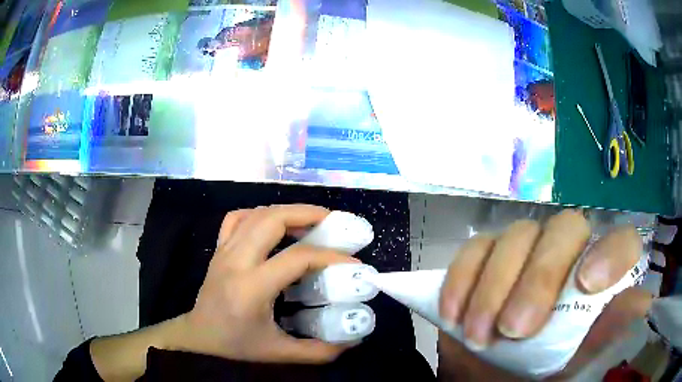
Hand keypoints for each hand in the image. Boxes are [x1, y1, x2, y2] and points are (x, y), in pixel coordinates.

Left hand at [178, 204, 358, 362]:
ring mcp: (224, 251)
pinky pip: (237, 219)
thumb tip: (353, 342)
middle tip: (332, 221)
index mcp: (252, 288)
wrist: (199, 336)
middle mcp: (236, 261)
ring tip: (310, 220)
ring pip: (255, 214)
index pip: (295, 258)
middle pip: (272, 220)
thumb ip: (318, 351)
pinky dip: (258, 214)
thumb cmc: (236, 345)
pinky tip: (272, 224)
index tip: (352, 261)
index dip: (329, 256)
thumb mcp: (279, 353)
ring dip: (286, 211)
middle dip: (306, 214)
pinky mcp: (218, 249)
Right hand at [437, 210, 652, 378]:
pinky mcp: (487, 258)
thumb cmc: (539, 375)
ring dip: (494, 287)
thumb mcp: (575, 365)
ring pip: (517, 236)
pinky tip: (455, 315)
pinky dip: (462, 279)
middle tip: (514, 329)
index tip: (586, 286)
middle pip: (565, 229)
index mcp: (598, 280)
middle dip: (540, 277)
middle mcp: (568, 256)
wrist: (490, 378)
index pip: (621, 243)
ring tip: (479, 335)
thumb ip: (609, 336)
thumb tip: (644, 306)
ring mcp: (526, 251)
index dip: (611, 253)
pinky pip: (476, 249)